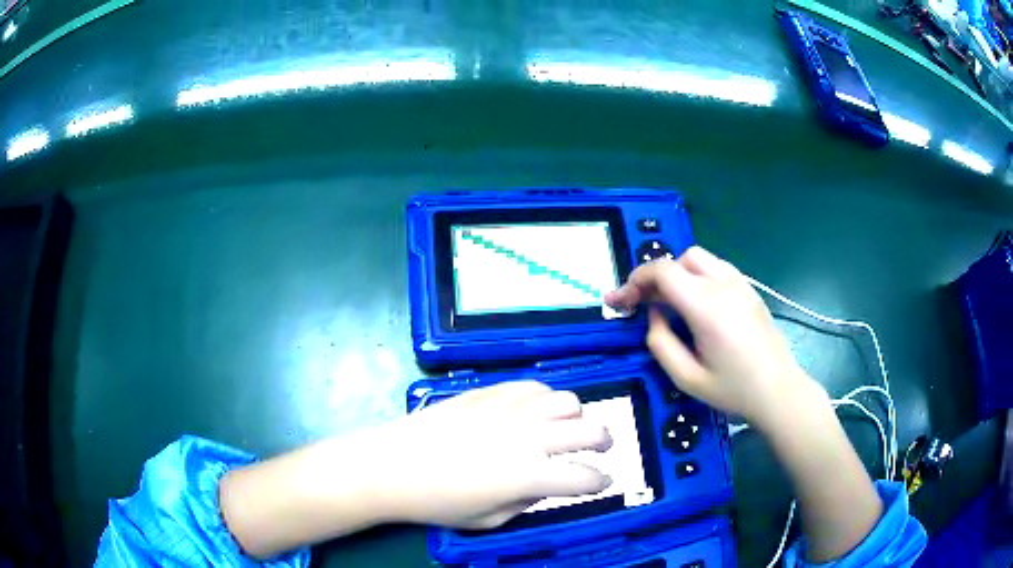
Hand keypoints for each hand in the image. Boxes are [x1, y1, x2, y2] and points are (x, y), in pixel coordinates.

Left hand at [373, 381, 612, 528]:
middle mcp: (529, 438)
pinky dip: (545, 399)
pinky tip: (534, 411)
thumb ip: (527, 503)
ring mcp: (510, 410)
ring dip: (576, 417)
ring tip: (565, 427)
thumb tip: (545, 485)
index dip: (601, 480)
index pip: (586, 477)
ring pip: (567, 402)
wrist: (391, 466)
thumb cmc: (437, 503)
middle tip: (600, 448)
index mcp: (530, 476)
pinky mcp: (489, 392)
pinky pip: (534, 387)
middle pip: (591, 430)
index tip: (603, 480)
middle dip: (604, 441)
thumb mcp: (488, 520)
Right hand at [606, 246, 820, 427]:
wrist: (779, 390)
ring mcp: (740, 283)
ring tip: (670, 304)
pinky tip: (698, 306)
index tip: (620, 302)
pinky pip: (716, 269)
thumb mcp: (686, 378)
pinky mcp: (749, 289)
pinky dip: (697, 277)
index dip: (634, 281)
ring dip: (677, 275)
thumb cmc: (733, 390)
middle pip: (679, 259)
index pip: (662, 271)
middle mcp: (723, 284)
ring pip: (699, 259)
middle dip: (655, 278)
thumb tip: (654, 314)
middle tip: (643, 305)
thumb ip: (660, 342)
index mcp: (705, 305)